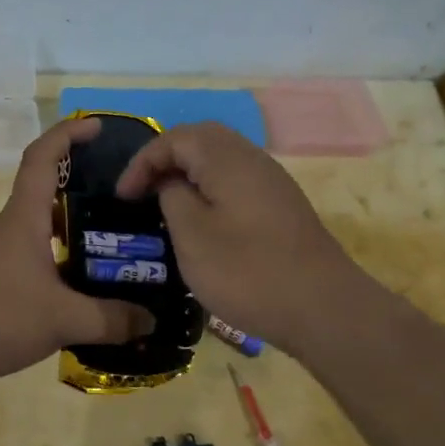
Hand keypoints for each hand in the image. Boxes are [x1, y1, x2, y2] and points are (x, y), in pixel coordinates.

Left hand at [0, 118, 153, 389]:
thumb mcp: (60, 319)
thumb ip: (110, 320)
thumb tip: (150, 322)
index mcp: (24, 219)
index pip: (42, 157)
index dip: (68, 134)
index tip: (98, 127)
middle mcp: (10, 231)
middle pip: (50, 198)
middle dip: (88, 196)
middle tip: (129, 208)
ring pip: (46, 238)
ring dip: (78, 241)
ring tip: (119, 256)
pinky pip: (37, 269)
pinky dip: (63, 275)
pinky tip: (86, 299)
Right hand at [115, 122, 367, 354]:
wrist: (321, 307)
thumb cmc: (247, 272)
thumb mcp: (192, 237)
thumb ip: (173, 198)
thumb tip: (171, 183)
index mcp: (227, 159)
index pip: (174, 138)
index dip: (142, 162)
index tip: (123, 198)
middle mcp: (252, 159)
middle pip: (201, 139)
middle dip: (166, 159)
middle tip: (142, 191)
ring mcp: (272, 182)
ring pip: (221, 159)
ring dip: (189, 173)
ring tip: (166, 204)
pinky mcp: (282, 206)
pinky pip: (237, 180)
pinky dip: (211, 188)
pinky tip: (203, 220)